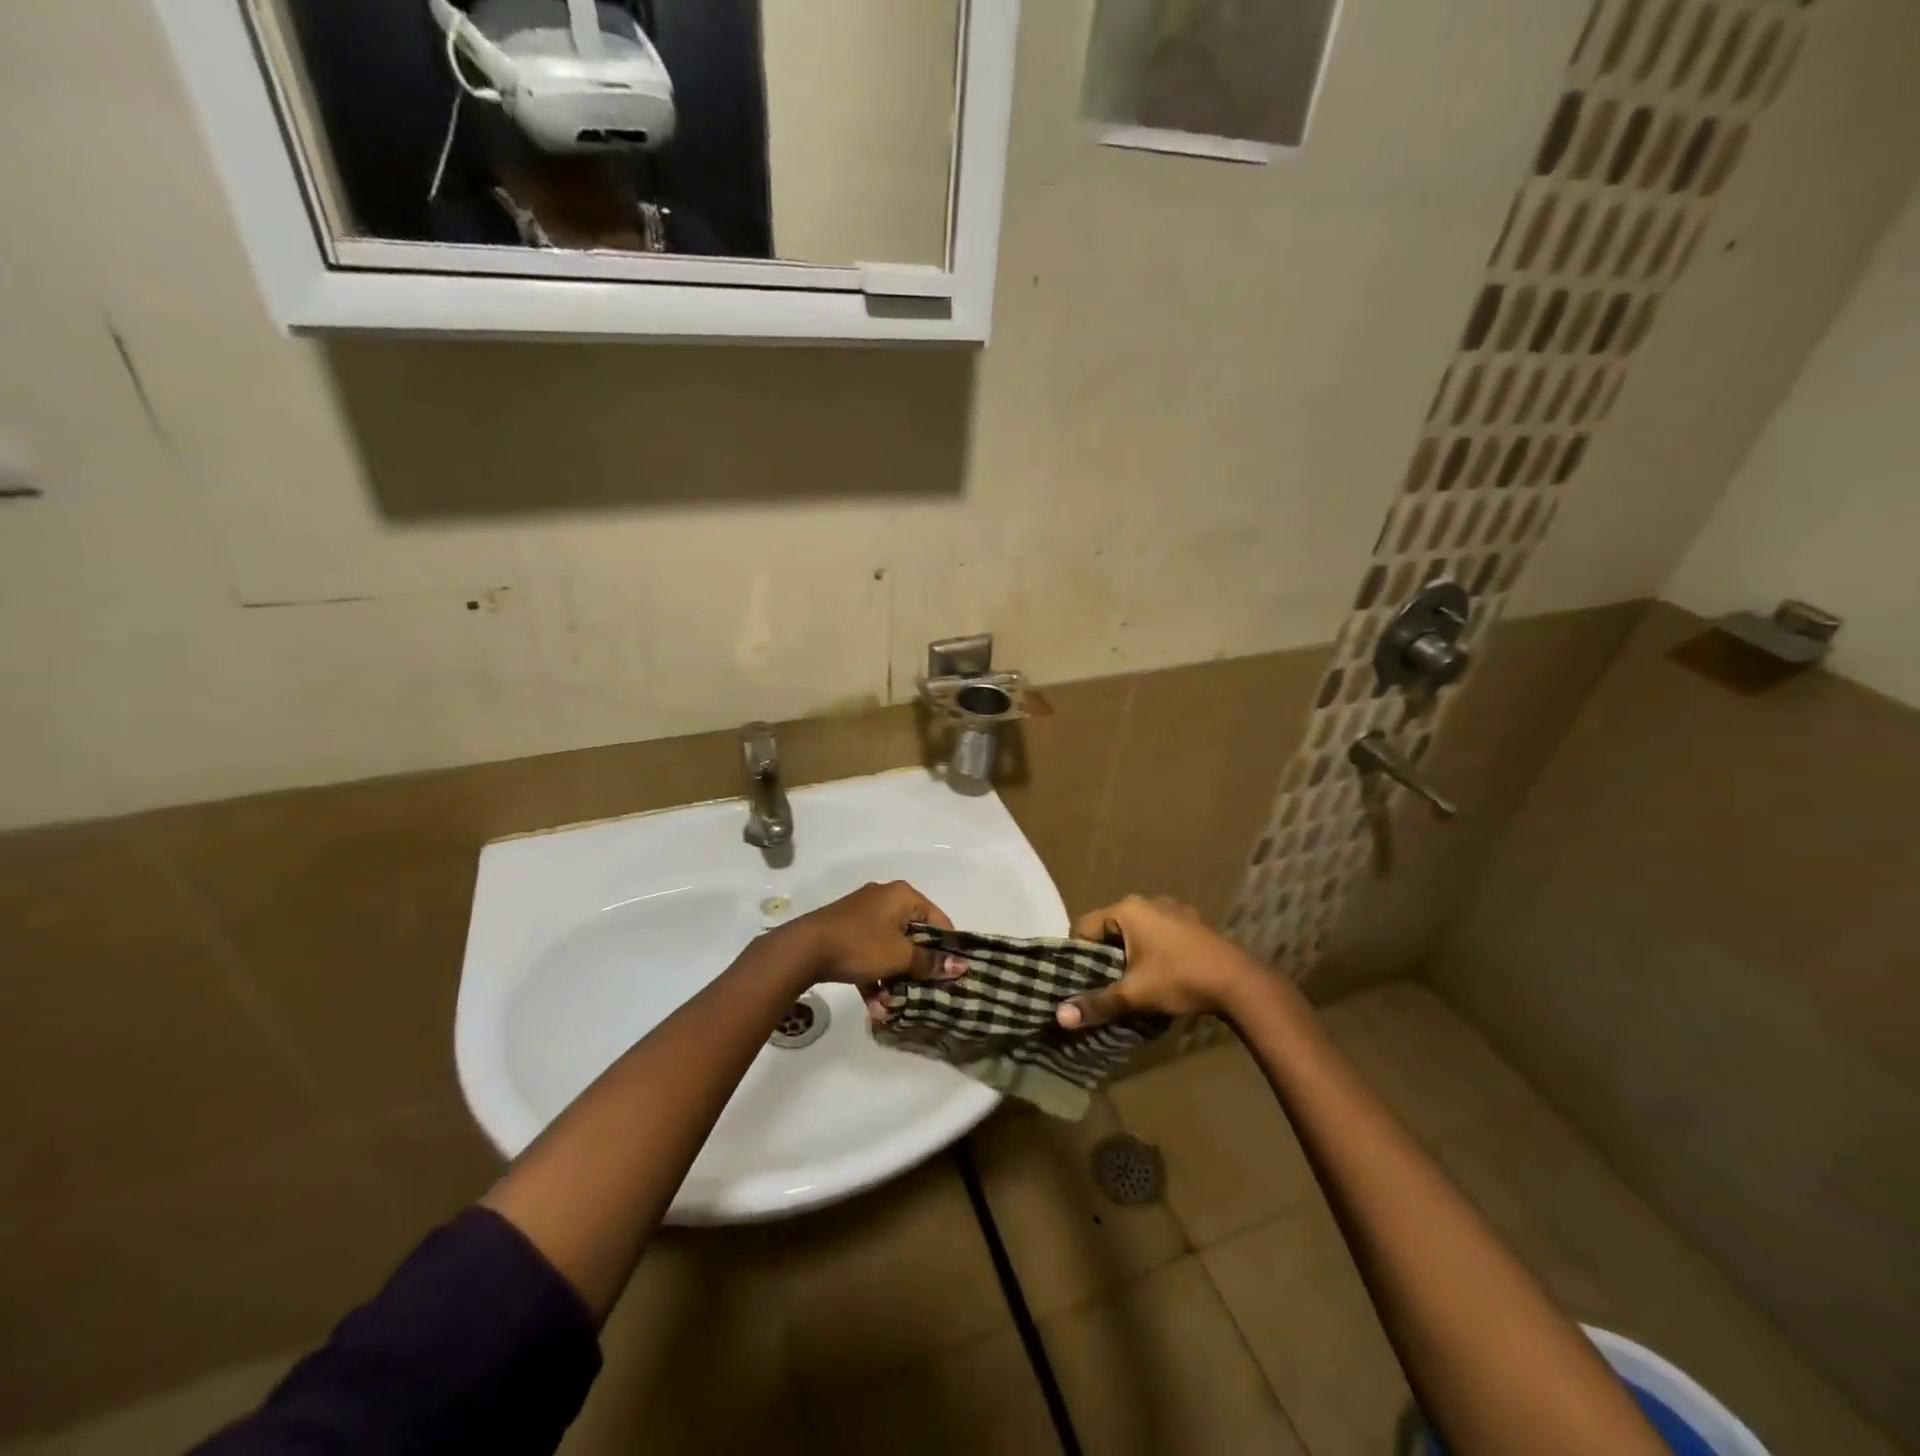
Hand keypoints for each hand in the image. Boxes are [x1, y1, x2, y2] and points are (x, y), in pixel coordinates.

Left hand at [782, 880, 964, 989]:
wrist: (804, 949)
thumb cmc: (860, 945)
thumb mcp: (900, 956)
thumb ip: (931, 962)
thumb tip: (961, 966)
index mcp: (903, 895)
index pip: (938, 919)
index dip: (948, 948)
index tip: (953, 975)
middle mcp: (885, 898)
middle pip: (914, 934)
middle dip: (919, 967)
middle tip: (928, 992)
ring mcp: (863, 914)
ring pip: (891, 947)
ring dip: (896, 977)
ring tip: (898, 1006)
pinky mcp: (846, 932)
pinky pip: (870, 953)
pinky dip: (875, 976)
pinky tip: (876, 1007)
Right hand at [1056, 894, 1267, 1028]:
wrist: (1241, 984)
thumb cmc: (1180, 979)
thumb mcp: (1135, 994)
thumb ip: (1097, 1003)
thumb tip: (1059, 1018)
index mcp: (1128, 909)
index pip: (1085, 926)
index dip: (1078, 955)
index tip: (1083, 981)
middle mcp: (1149, 901)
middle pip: (1111, 928)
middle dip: (1106, 956)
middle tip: (1106, 986)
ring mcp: (1175, 910)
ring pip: (1137, 932)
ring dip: (1131, 955)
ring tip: (1133, 985)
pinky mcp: (1194, 924)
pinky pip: (1160, 935)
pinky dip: (1154, 952)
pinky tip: (1163, 977)